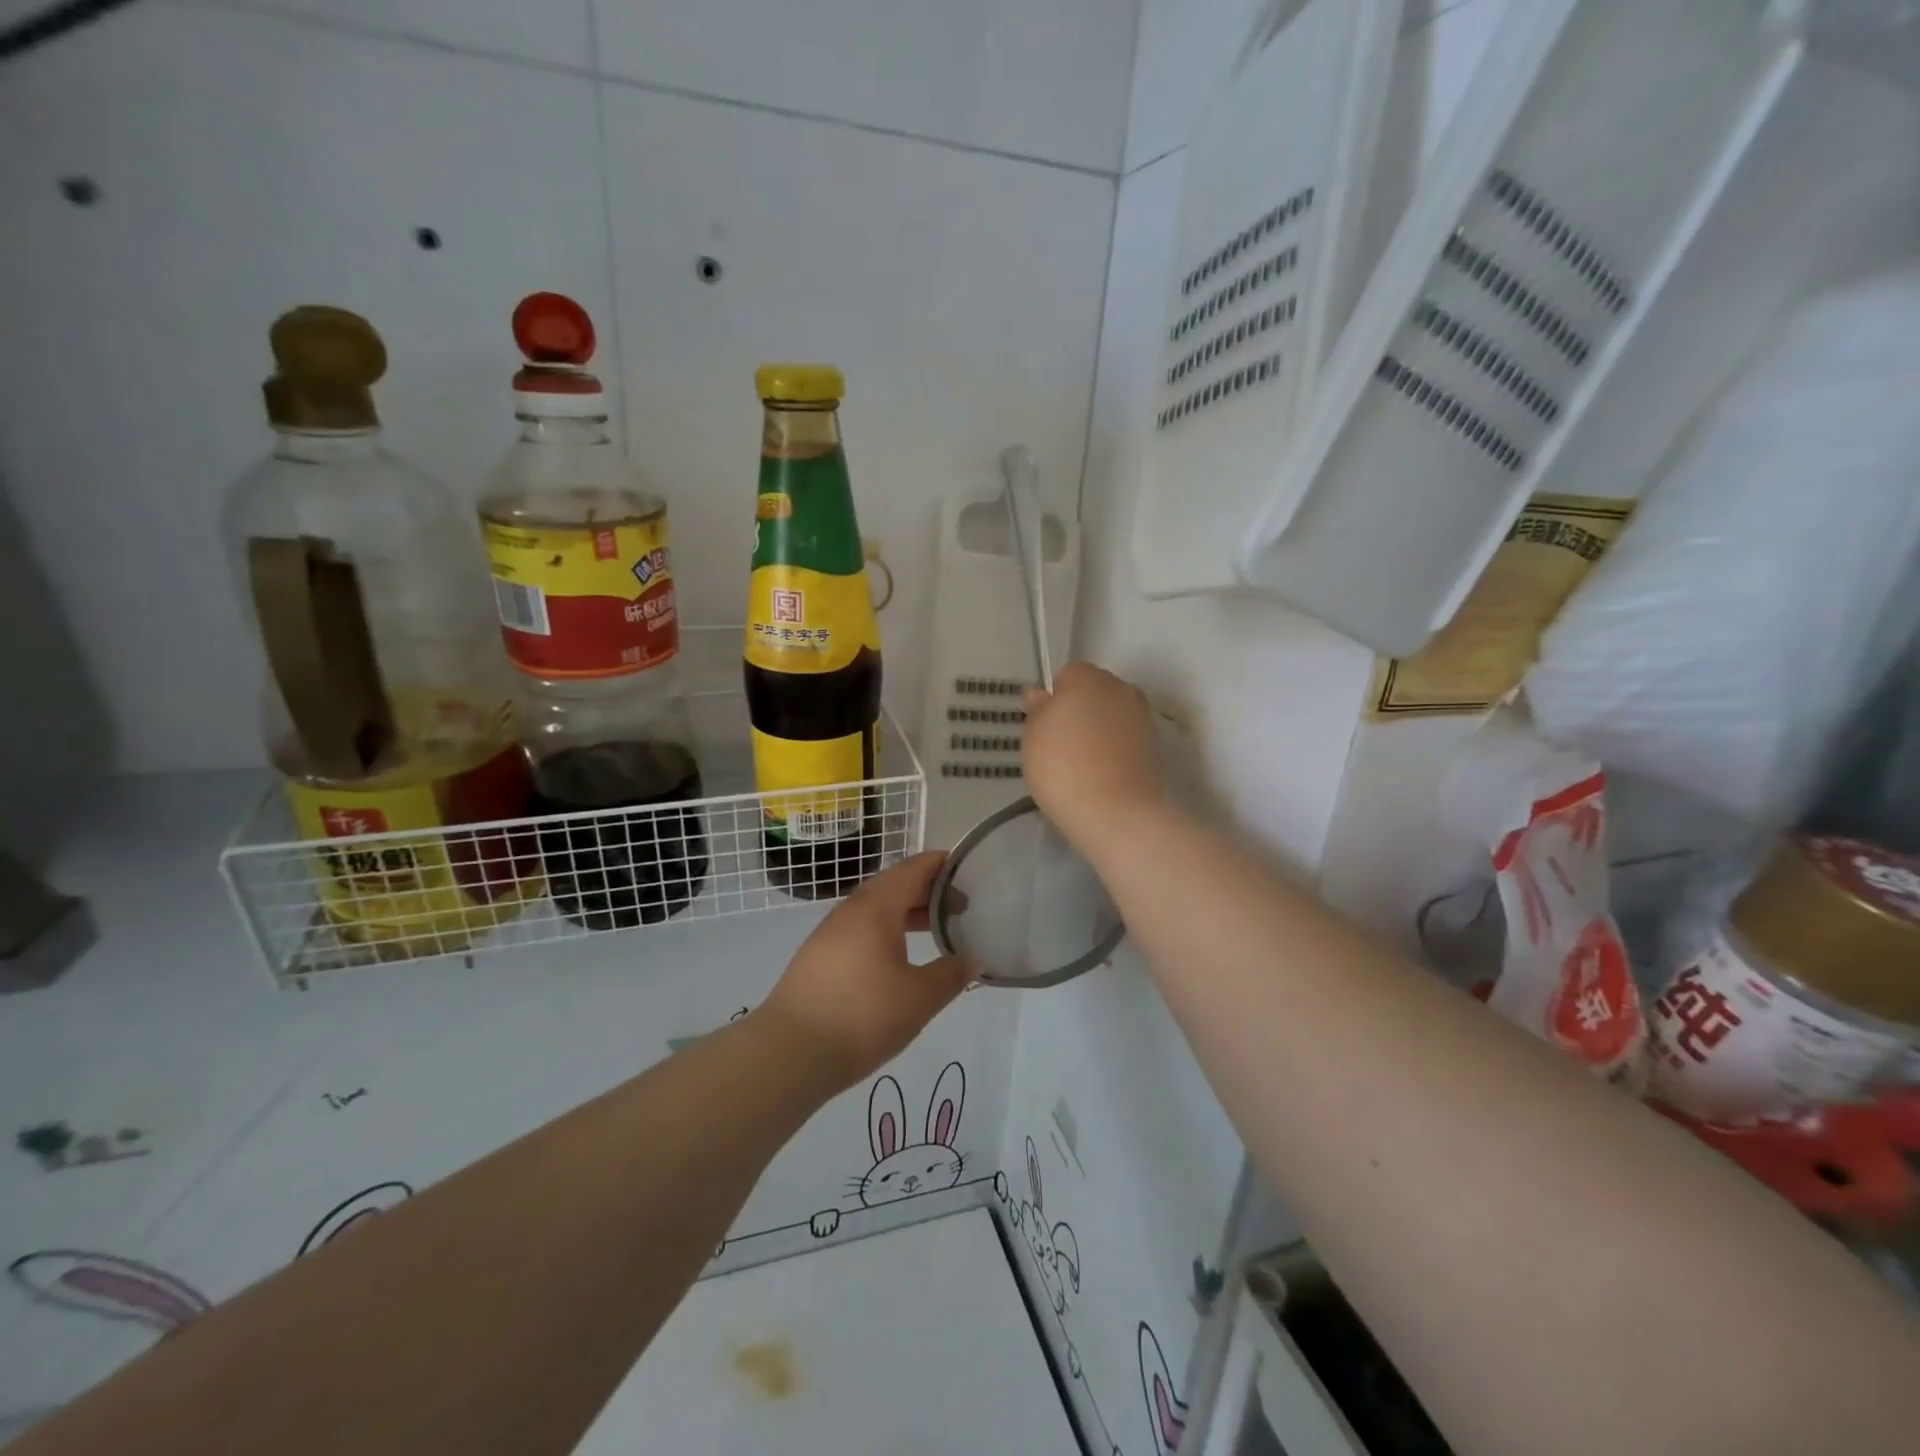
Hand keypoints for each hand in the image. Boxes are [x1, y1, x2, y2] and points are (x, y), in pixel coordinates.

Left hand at [760, 852, 971, 1092]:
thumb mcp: (920, 998)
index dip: (940, 864)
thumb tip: (972, 959)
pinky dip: (885, 931)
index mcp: (876, 907)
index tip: (965, 868)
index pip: (913, 869)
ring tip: (932, 929)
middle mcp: (850, 911)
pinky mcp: (817, 957)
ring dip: (905, 912)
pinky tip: (896, 958)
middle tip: (958, 905)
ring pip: (874, 909)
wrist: (790, 1052)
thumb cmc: (862, 1015)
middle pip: (893, 885)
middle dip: (926, 890)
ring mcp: (829, 933)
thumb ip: (951, 974)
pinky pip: (859, 929)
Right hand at [1024, 663, 1166, 849]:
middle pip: (1095, 691)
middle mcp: (1120, 688)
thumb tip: (1041, 695)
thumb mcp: (1032, 738)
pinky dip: (1117, 749)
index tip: (1046, 726)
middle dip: (1081, 710)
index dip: (1055, 699)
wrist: (1116, 812)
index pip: (1067, 675)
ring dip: (1101, 729)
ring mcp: (1142, 716)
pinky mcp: (1156, 745)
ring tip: (1084, 763)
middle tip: (1062, 744)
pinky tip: (1104, 774)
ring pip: (1113, 715)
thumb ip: (1037, 710)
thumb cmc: (1063, 768)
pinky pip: (1127, 738)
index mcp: (1086, 678)